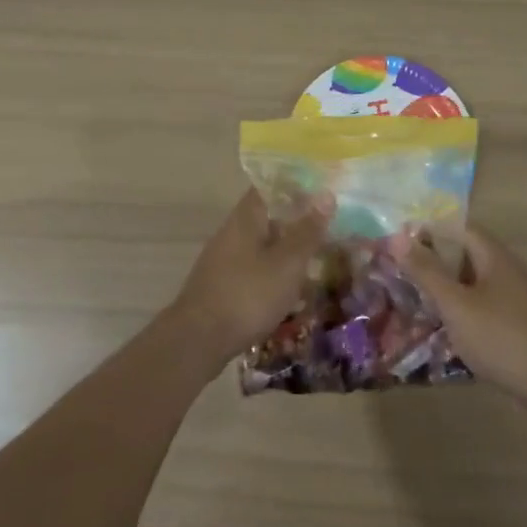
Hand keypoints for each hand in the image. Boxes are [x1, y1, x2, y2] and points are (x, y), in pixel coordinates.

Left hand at [170, 190, 327, 365]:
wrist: (198, 341)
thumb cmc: (247, 295)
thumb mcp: (287, 263)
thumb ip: (307, 231)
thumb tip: (326, 194)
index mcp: (246, 217)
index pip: (270, 187)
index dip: (296, 185)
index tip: (322, 190)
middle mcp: (232, 232)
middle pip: (268, 216)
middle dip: (296, 221)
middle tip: (328, 228)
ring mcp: (225, 259)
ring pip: (263, 245)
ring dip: (287, 250)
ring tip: (316, 261)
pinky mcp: (223, 285)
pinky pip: (255, 269)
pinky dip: (275, 273)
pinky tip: (292, 291)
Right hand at [400, 225, 526, 409]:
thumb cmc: (502, 337)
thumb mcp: (456, 304)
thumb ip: (427, 272)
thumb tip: (398, 236)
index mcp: (493, 256)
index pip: (457, 228)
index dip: (429, 231)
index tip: (400, 244)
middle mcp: (508, 270)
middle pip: (466, 255)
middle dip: (435, 262)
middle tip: (403, 274)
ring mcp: (518, 299)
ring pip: (475, 283)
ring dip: (449, 289)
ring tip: (419, 303)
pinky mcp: (521, 326)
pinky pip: (485, 307)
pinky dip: (464, 311)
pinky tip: (449, 331)